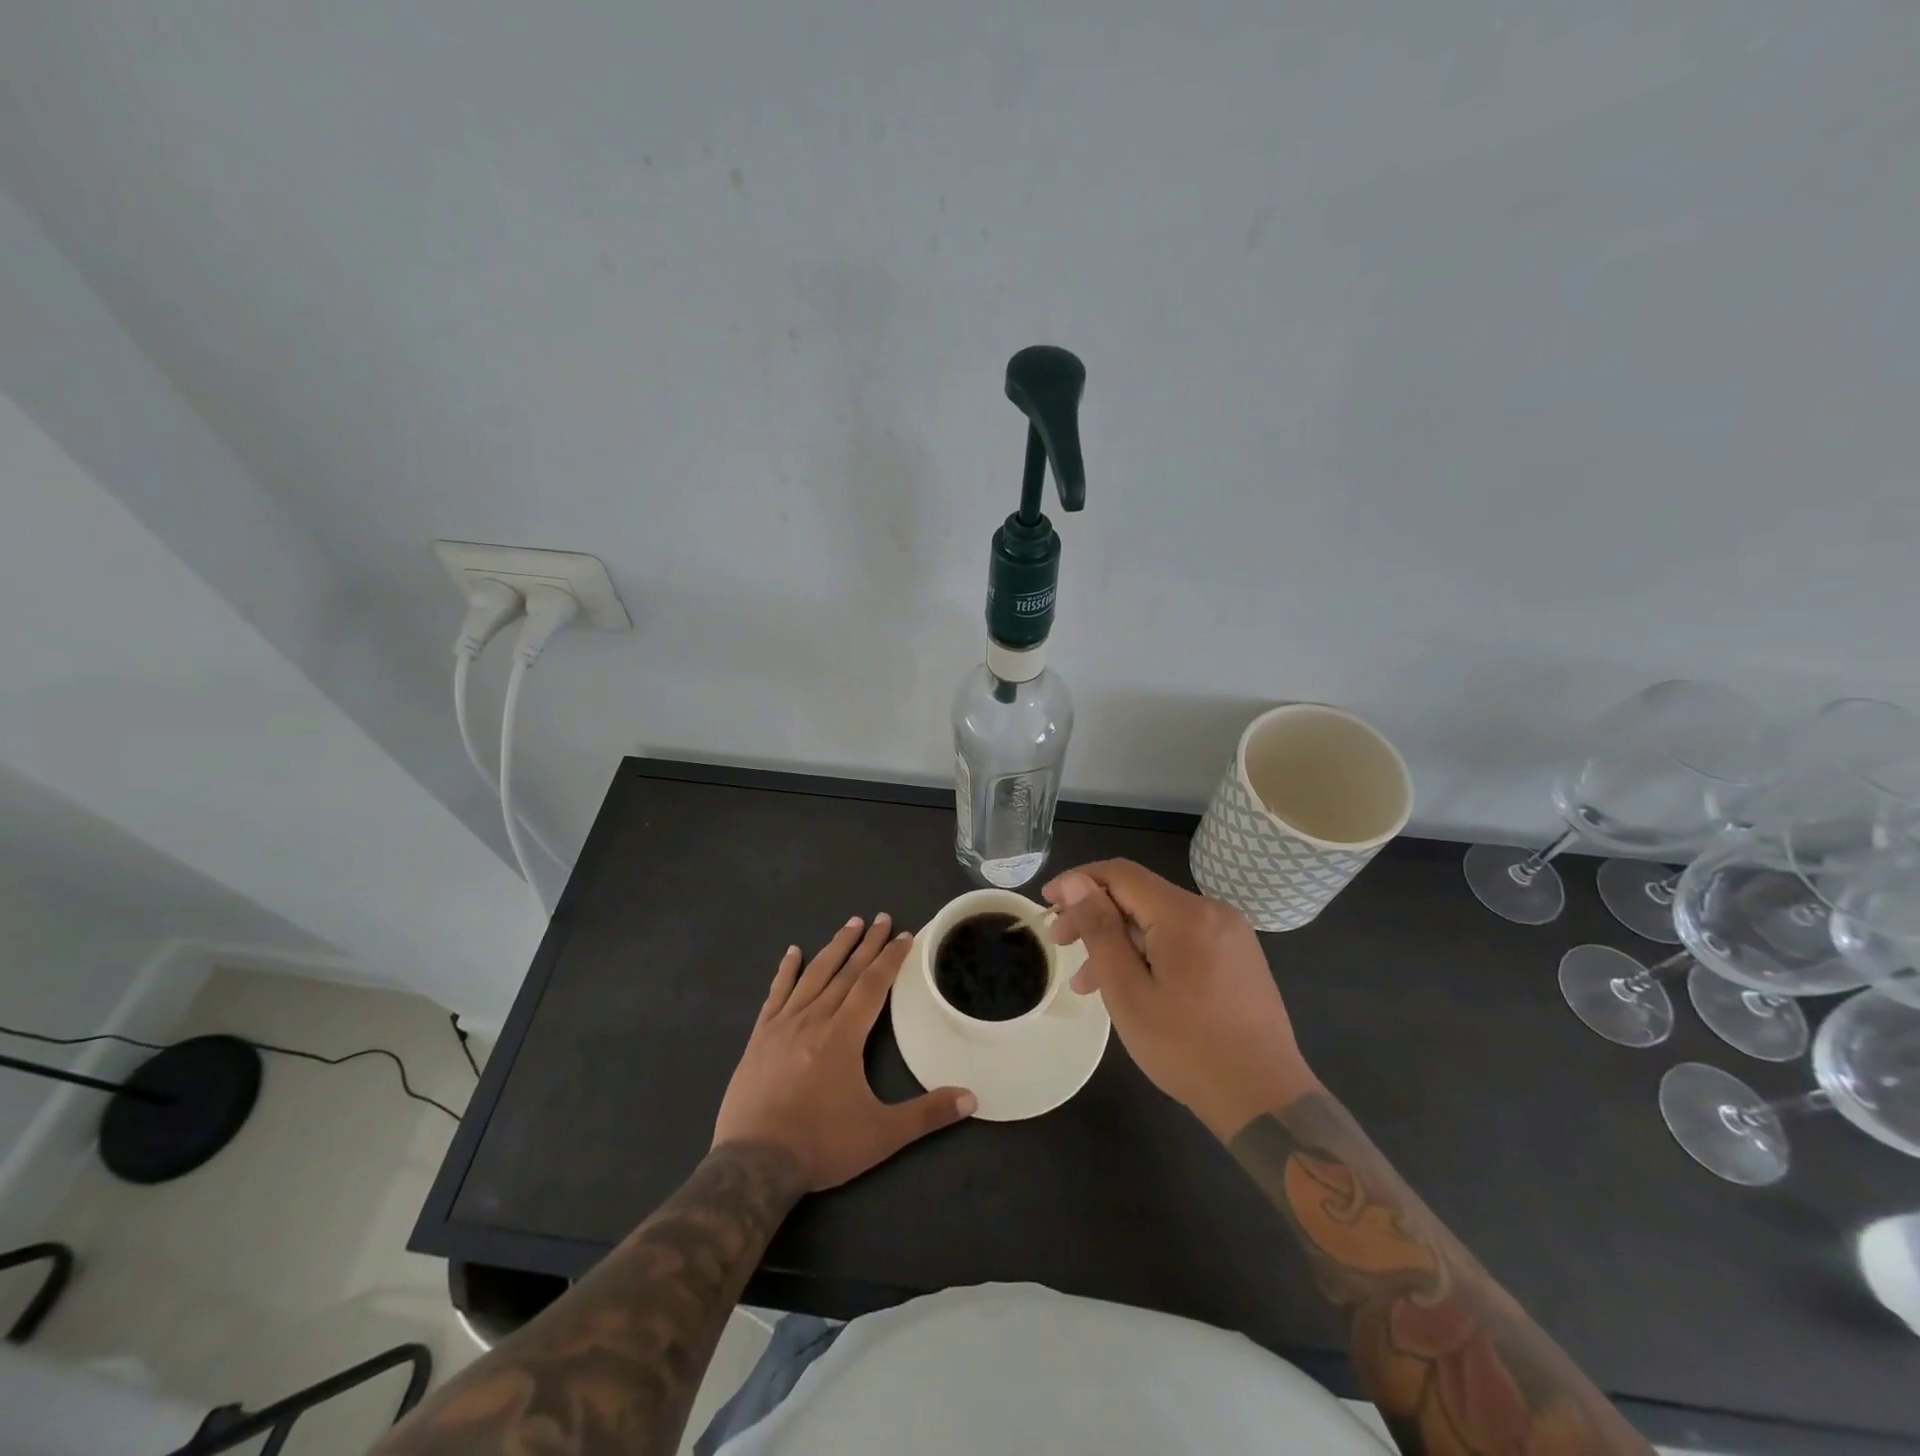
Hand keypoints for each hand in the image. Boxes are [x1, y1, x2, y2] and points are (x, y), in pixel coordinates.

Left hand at [714, 914, 976, 1191]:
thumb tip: (972, 1099)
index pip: (873, 985)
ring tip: (850, 923)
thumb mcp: (881, 1135)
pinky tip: (792, 953)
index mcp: (844, 1035)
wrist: (753, 1164)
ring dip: (834, 947)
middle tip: (882, 918)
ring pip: (814, 975)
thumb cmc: (820, 1145)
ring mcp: (783, 1025)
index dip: (891, 959)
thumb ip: (927, 1114)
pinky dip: (786, 971)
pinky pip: (776, 994)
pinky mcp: (759, 1038)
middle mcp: (814, 1019)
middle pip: (846, 972)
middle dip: (867, 944)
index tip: (905, 935)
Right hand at [1042, 861, 1316, 1140]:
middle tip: (1060, 944)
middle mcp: (1212, 911)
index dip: (1078, 881)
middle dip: (1095, 914)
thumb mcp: (1128, 991)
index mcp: (1185, 913)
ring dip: (1119, 940)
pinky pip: (1182, 938)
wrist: (1265, 1100)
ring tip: (1087, 982)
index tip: (1047, 903)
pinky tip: (1130, 985)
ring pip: (1159, 920)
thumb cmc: (1187, 1048)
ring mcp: (1230, 934)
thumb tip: (1076, 883)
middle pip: (1140, 896)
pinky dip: (1148, 952)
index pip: (1120, 874)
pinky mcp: (1238, 957)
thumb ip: (1100, 930)